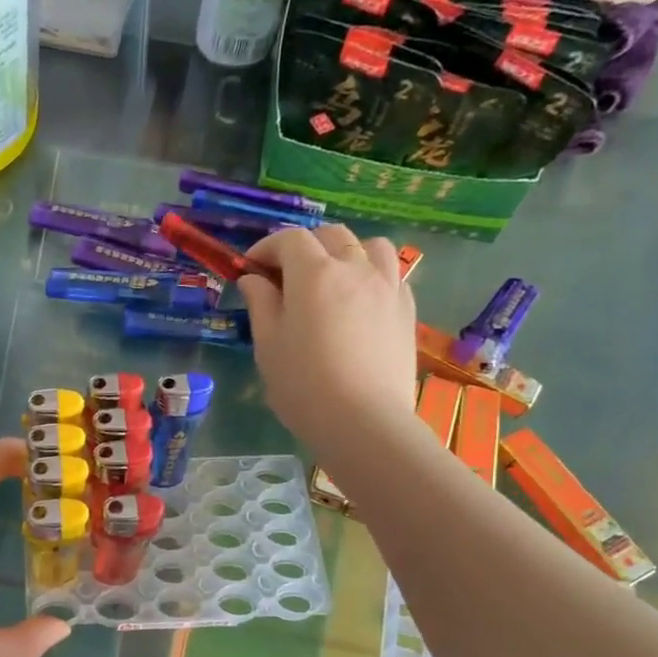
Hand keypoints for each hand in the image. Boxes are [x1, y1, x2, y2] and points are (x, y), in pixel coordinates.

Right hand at [238, 226, 416, 448]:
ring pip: (369, 246)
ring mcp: (386, 286)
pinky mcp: (406, 308)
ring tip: (332, 279)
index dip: (266, 247)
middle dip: (303, 247)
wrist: (364, 421)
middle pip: (330, 236)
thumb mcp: (268, 345)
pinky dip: (371, 275)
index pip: (289, 239)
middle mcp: (354, 268)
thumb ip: (261, 303)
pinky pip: (391, 274)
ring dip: (346, 253)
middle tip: (285, 276)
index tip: (251, 268)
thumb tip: (254, 279)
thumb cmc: (303, 385)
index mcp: (313, 274)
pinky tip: (359, 302)